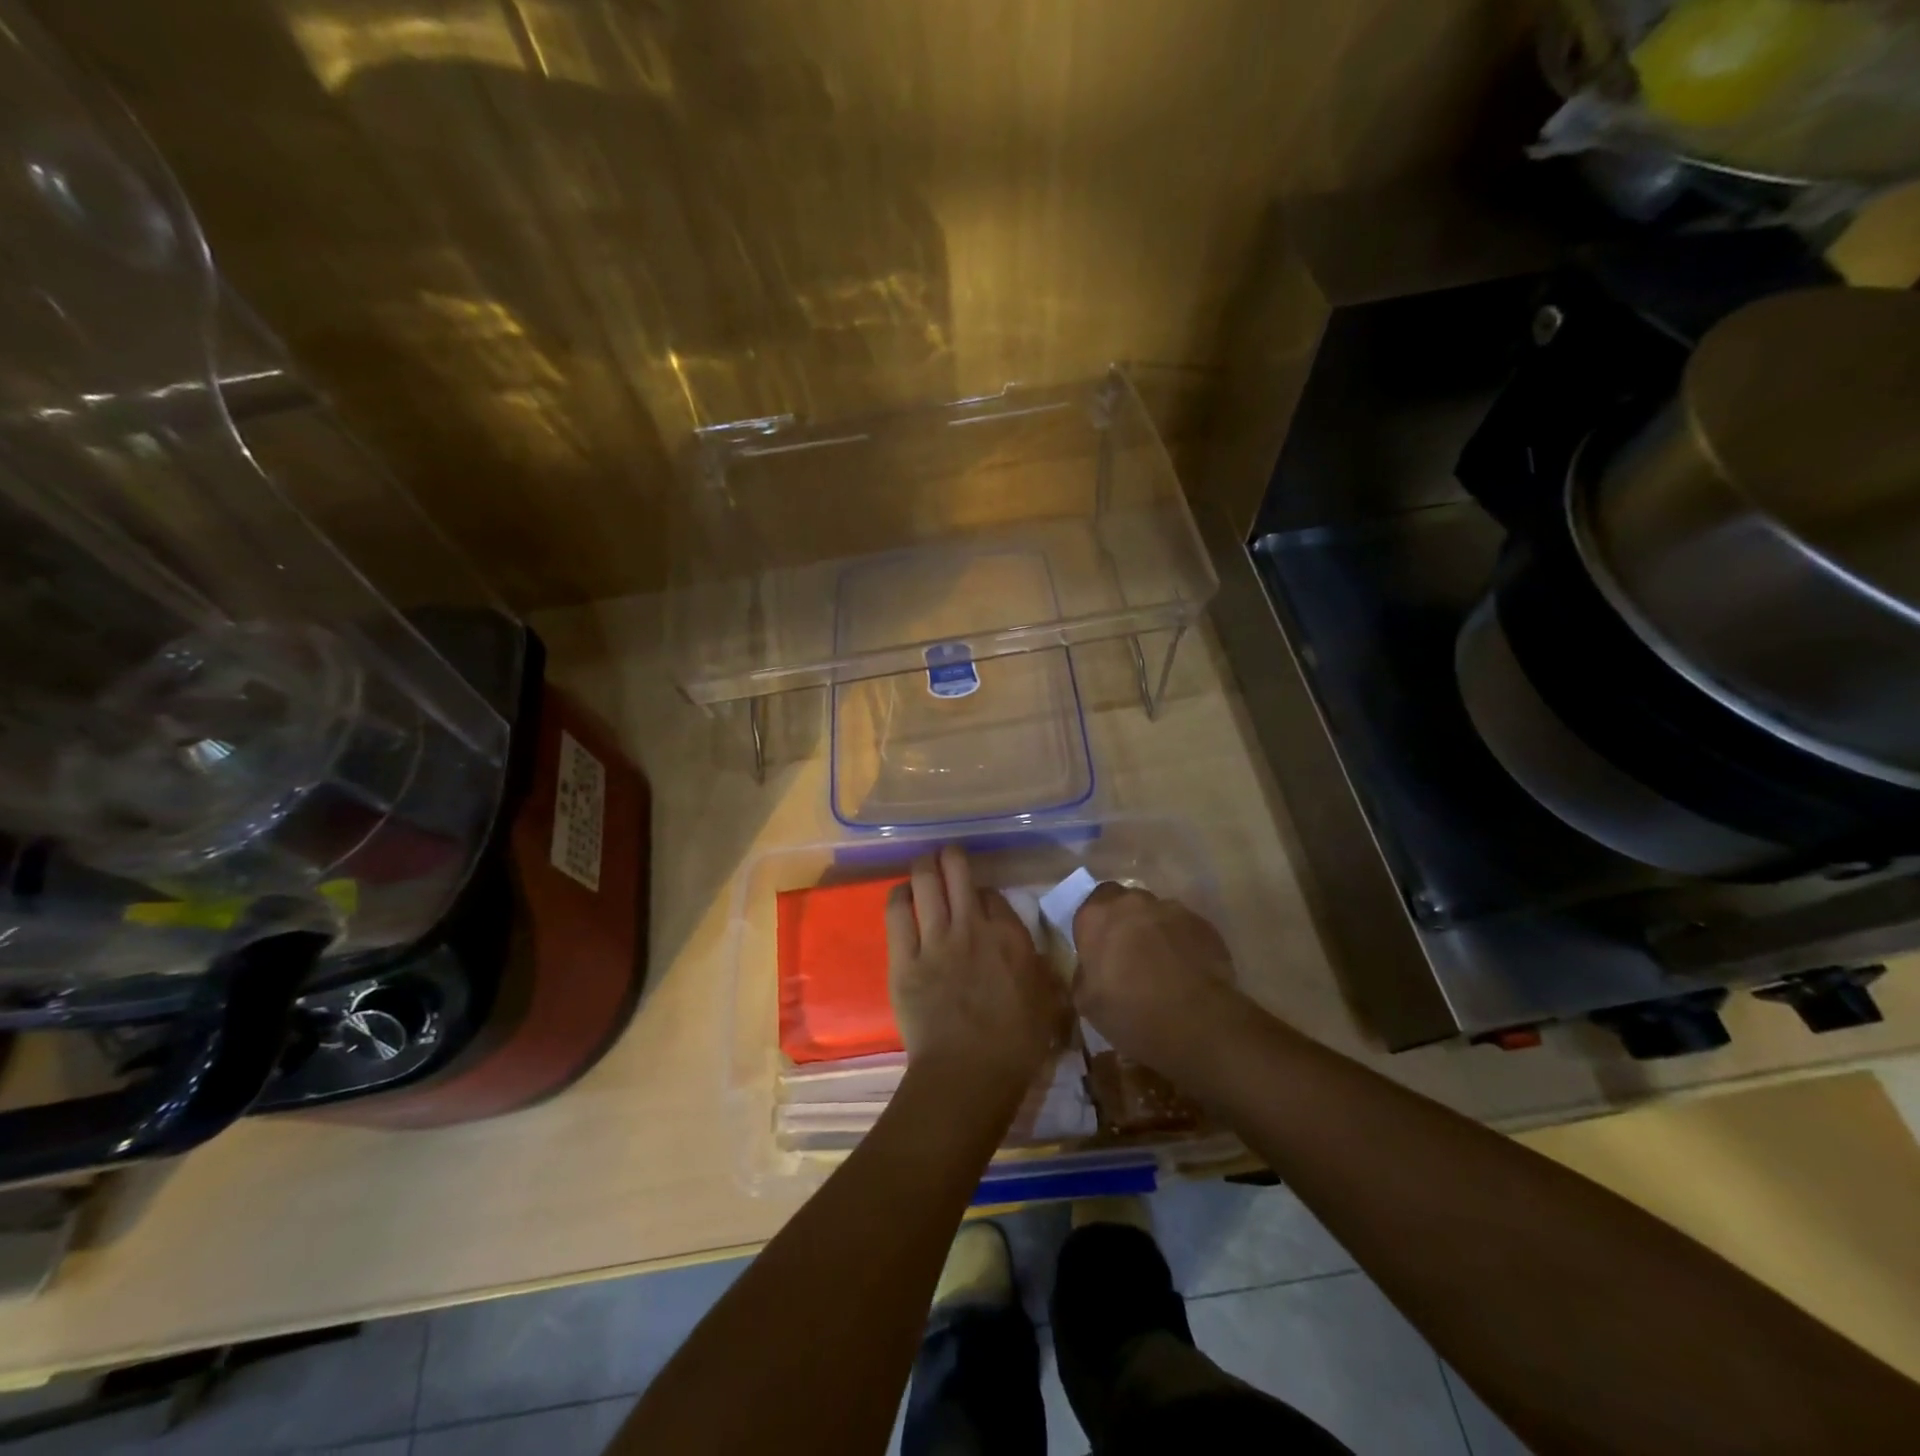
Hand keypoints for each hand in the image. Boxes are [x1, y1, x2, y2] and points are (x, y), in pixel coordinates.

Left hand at [886, 845, 1068, 1089]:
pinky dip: (899, 896)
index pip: (992, 895)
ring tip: (923, 864)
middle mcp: (971, 927)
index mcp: (1009, 937)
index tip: (979, 903)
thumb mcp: (1048, 1005)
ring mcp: (935, 940)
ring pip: (925, 882)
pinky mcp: (904, 959)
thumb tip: (1035, 960)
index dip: (983, 894)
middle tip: (947, 857)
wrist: (967, 1073)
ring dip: (924, 866)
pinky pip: (897, 912)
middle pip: (957, 871)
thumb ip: (1042, 973)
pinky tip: (902, 894)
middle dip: (951, 858)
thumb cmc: (1015, 1046)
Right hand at [1072, 884, 1241, 1075]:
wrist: (1195, 1023)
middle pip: (1125, 904)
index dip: (1095, 927)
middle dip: (1125, 923)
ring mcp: (1172, 910)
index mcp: (1097, 917)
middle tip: (1128, 956)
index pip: (1089, 906)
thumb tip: (1091, 968)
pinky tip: (1187, 973)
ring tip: (1163, 967)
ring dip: (1155, 933)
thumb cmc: (1130, 1012)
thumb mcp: (1086, 1002)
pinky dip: (1182, 944)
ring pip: (1157, 915)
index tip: (1099, 951)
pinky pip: (1185, 929)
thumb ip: (1084, 973)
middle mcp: (1132, 903)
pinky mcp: (1203, 925)